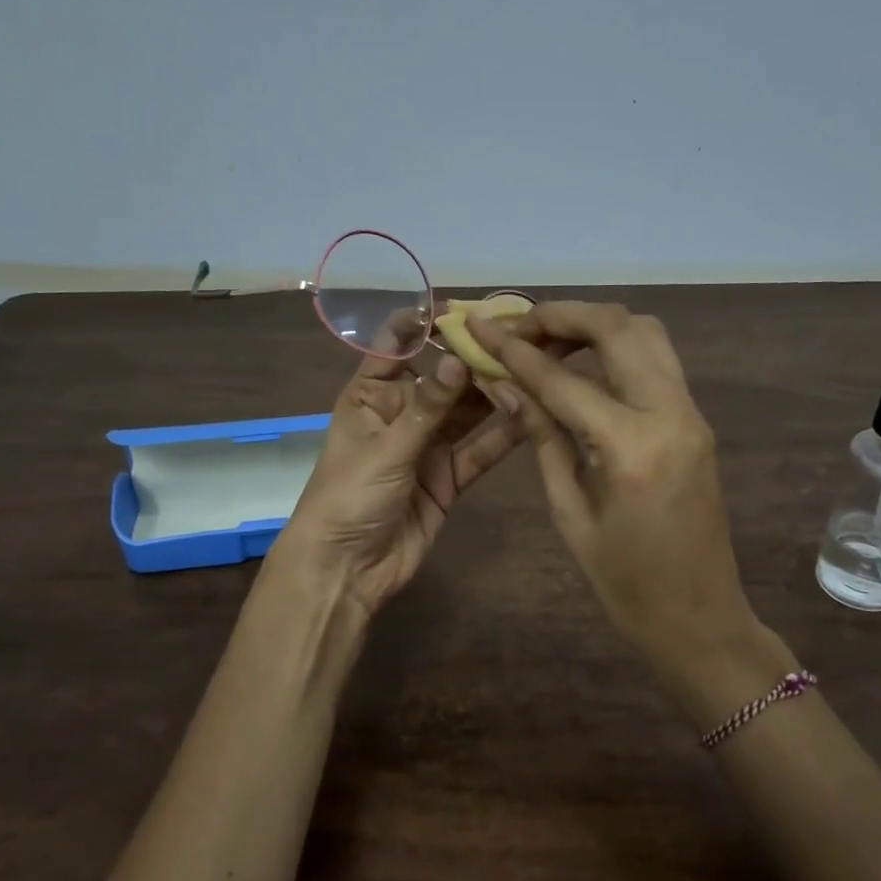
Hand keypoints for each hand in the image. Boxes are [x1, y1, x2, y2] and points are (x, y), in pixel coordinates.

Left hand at [276, 320, 531, 618]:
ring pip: (468, 412)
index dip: (424, 324)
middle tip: (520, 335)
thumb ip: (428, 407)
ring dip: (496, 393)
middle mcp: (403, 413)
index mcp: (371, 395)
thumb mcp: (385, 448)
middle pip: (443, 378)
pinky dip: (503, 435)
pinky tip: (533, 414)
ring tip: (535, 367)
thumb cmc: (347, 498)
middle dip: (475, 358)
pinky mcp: (449, 478)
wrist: (345, 571)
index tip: (462, 309)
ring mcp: (428, 446)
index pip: (396, 346)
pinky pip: (480, 451)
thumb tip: (459, 359)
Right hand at [467, 302, 764, 696]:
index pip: (563, 379)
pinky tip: (580, 367)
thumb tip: (506, 387)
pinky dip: (616, 348)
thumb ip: (542, 439)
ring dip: (594, 325)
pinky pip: (656, 361)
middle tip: (517, 326)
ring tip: (546, 341)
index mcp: (633, 447)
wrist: (701, 618)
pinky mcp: (696, 420)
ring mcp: (691, 413)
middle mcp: (671, 414)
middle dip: (562, 315)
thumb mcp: (570, 514)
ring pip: (646, 333)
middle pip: (618, 327)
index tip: (480, 326)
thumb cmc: (625, 584)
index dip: (515, 350)